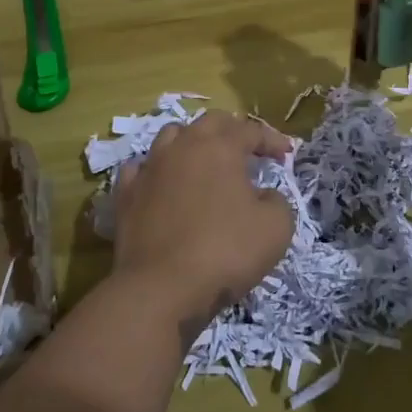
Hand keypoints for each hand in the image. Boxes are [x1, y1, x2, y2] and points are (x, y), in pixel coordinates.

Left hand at [110, 111, 293, 333]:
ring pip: (172, 136)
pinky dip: (157, 170)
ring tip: (204, 161)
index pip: (251, 130)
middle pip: (209, 123)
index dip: (272, 140)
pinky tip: (163, 183)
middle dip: (232, 130)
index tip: (286, 155)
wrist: (160, 288)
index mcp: (220, 148)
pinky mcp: (125, 194)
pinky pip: (141, 168)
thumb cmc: (225, 252)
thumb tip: (264, 195)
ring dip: (192, 142)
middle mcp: (183, 147)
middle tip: (247, 149)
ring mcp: (150, 168)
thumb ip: (277, 201)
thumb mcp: (276, 228)